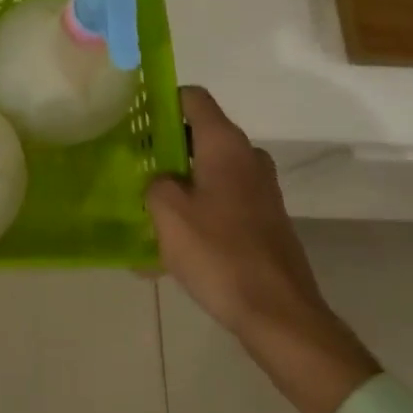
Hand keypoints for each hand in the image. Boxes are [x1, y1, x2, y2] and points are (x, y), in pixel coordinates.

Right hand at [147, 87, 379, 412]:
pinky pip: (221, 202)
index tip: (135, 119)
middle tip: (133, 167)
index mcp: (225, 145)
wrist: (279, 315)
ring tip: (145, 212)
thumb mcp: (168, 213)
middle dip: (164, 148)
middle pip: (199, 135)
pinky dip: (196, 213)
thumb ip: (155, 182)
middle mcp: (248, 158)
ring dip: (178, 185)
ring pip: (209, 172)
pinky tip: (167, 248)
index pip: (193, 98)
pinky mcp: (264, 220)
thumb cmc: (219, 253)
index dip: (162, 100)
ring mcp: (260, 190)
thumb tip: (161, 179)